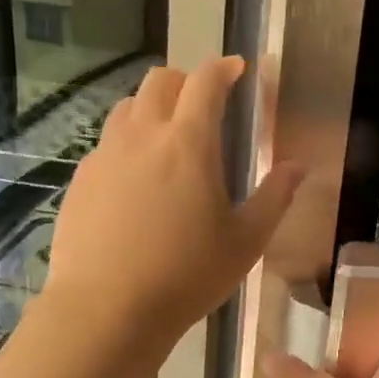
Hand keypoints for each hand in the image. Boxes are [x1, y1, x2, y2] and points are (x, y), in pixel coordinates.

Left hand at [46, 56, 302, 343]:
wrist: (106, 309)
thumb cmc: (186, 275)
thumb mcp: (245, 241)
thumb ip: (275, 197)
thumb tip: (298, 166)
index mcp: (188, 142)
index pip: (206, 81)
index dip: (223, 68)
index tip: (237, 69)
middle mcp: (142, 135)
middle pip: (160, 80)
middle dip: (185, 81)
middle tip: (202, 104)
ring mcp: (104, 155)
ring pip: (128, 108)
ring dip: (152, 108)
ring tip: (167, 138)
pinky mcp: (81, 179)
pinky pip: (106, 144)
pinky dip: (126, 143)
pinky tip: (134, 180)